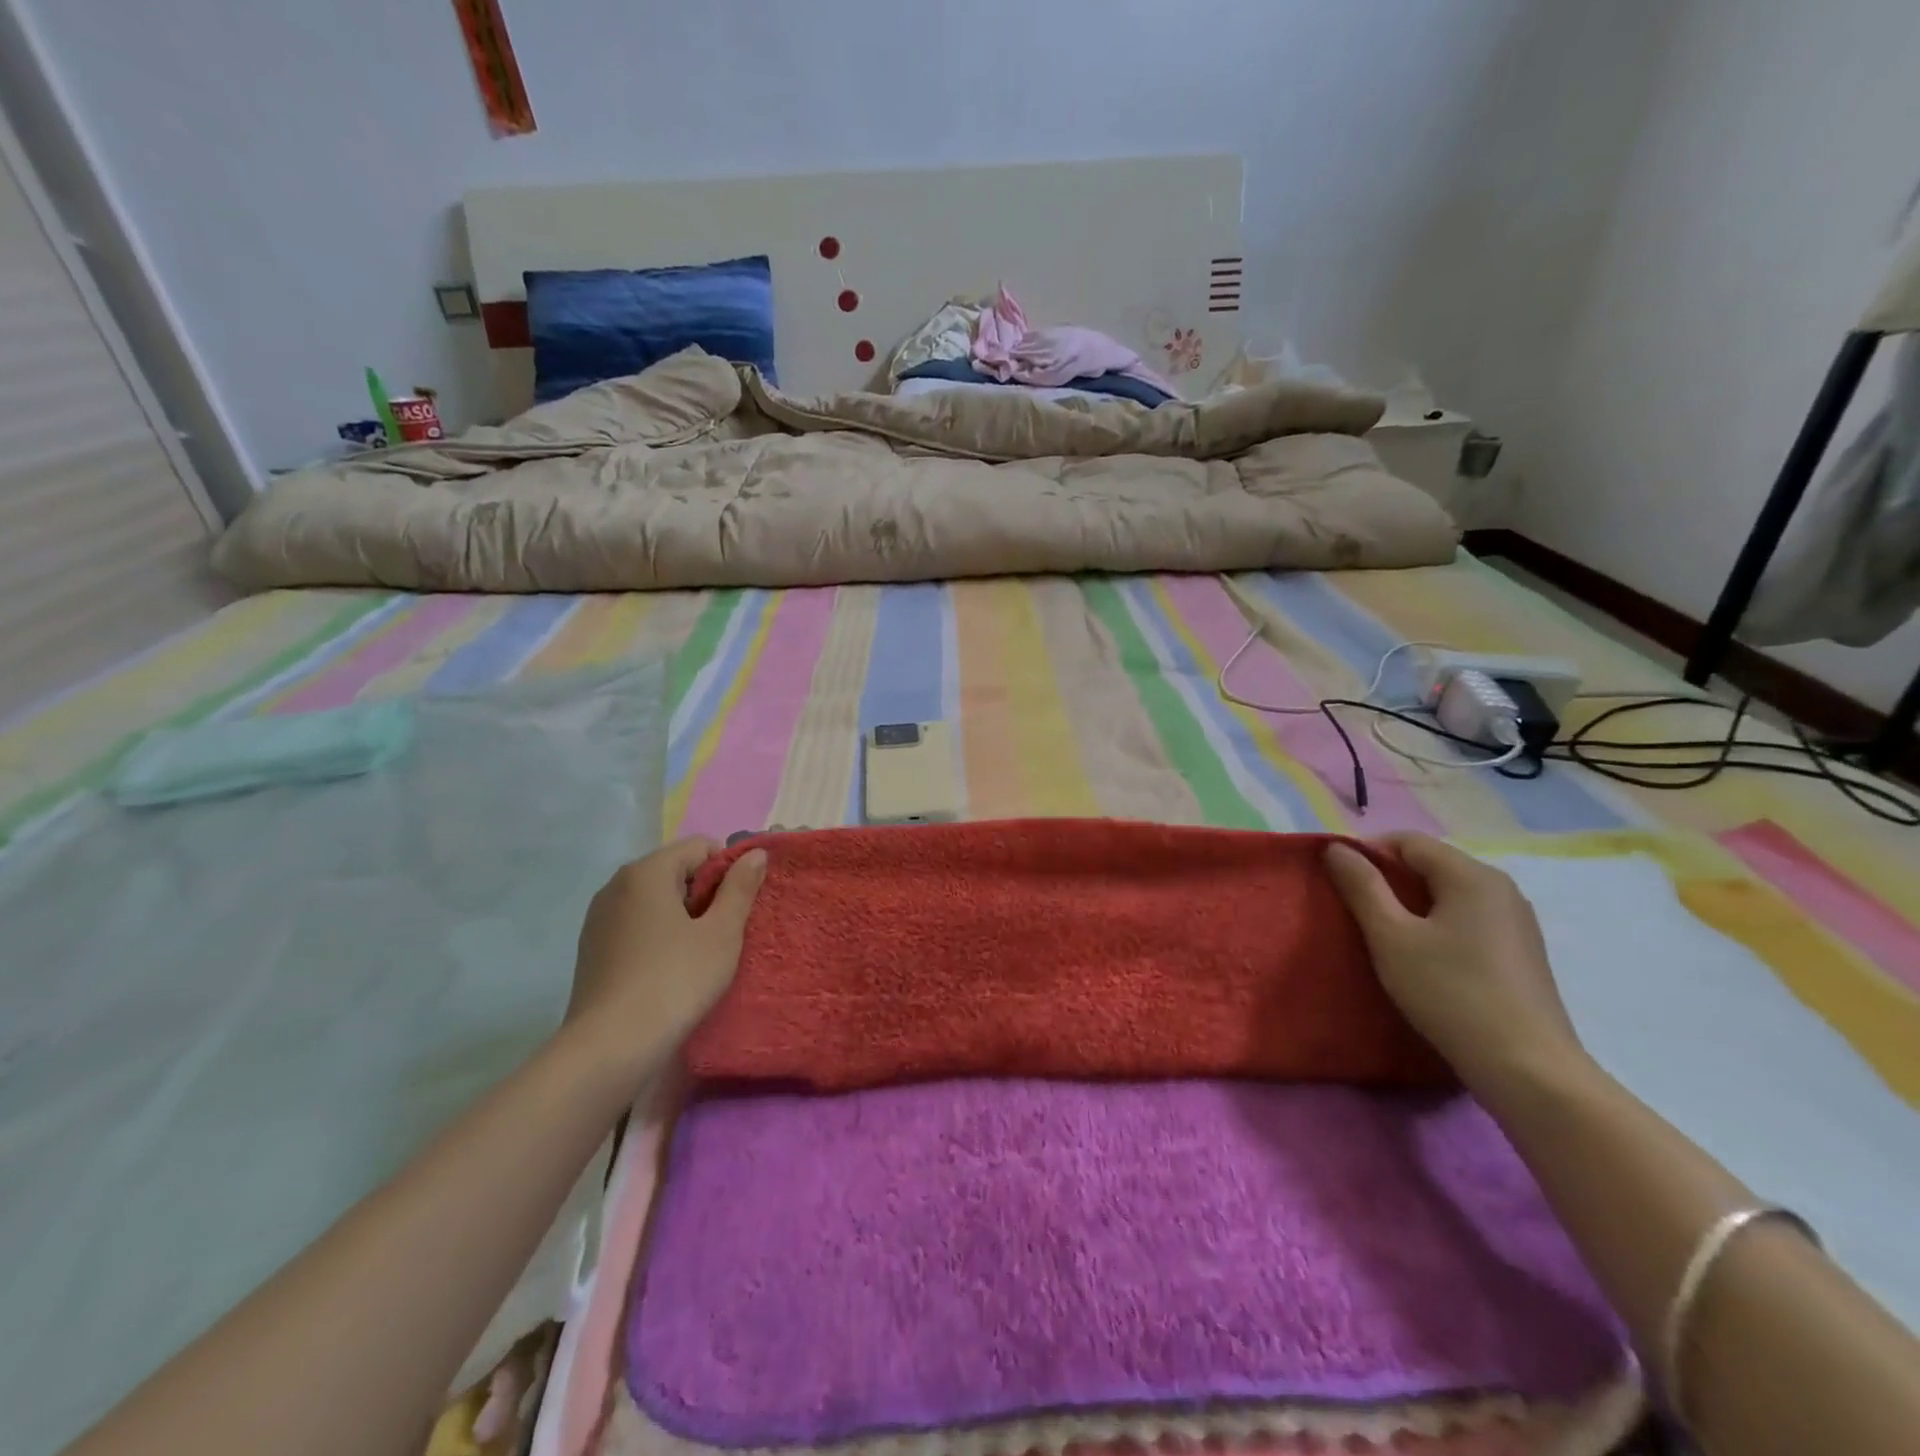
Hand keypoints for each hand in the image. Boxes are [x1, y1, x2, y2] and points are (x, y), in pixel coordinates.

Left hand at [563, 837, 766, 1084]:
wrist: (610, 1047)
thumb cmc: (675, 981)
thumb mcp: (722, 933)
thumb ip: (740, 887)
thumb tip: (755, 853)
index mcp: (647, 871)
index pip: (700, 847)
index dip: (728, 870)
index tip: (738, 908)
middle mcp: (617, 885)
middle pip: (675, 870)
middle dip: (705, 893)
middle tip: (723, 933)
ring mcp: (599, 917)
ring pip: (655, 900)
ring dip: (682, 916)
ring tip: (698, 954)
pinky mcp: (592, 948)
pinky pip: (636, 924)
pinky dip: (658, 935)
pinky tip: (668, 969)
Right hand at [1324, 832, 1587, 1102]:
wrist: (1527, 1069)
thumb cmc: (1450, 992)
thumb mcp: (1391, 936)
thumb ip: (1361, 886)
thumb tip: (1337, 849)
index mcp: (1471, 875)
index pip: (1408, 841)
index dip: (1367, 852)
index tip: (1338, 879)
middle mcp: (1501, 887)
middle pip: (1431, 864)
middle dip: (1388, 878)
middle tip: (1354, 907)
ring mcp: (1517, 921)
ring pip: (1450, 893)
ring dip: (1412, 903)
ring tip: (1383, 933)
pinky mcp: (1522, 952)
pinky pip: (1468, 919)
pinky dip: (1438, 924)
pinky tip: (1424, 957)